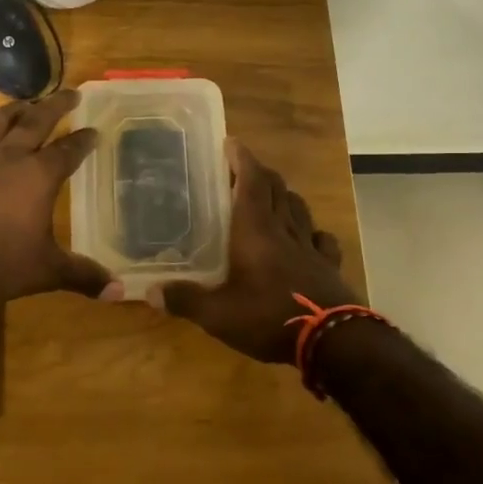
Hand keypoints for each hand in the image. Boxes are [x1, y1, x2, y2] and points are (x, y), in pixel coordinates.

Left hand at [0, 89, 117, 303]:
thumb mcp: (46, 271)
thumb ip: (83, 276)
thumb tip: (120, 291)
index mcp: (39, 176)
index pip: (68, 150)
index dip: (84, 139)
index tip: (95, 129)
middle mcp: (9, 158)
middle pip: (35, 122)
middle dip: (56, 106)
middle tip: (71, 93)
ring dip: (13, 111)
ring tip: (23, 104)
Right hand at [148, 141, 360, 362]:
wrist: (332, 341)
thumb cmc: (268, 317)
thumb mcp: (218, 314)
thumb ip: (185, 300)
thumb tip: (150, 292)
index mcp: (256, 231)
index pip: (251, 182)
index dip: (242, 159)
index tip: (231, 142)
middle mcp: (284, 230)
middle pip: (277, 188)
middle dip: (260, 173)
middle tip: (243, 169)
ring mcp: (310, 247)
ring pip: (299, 208)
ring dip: (285, 196)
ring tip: (272, 196)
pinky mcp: (328, 267)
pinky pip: (322, 239)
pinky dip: (312, 231)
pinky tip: (308, 237)